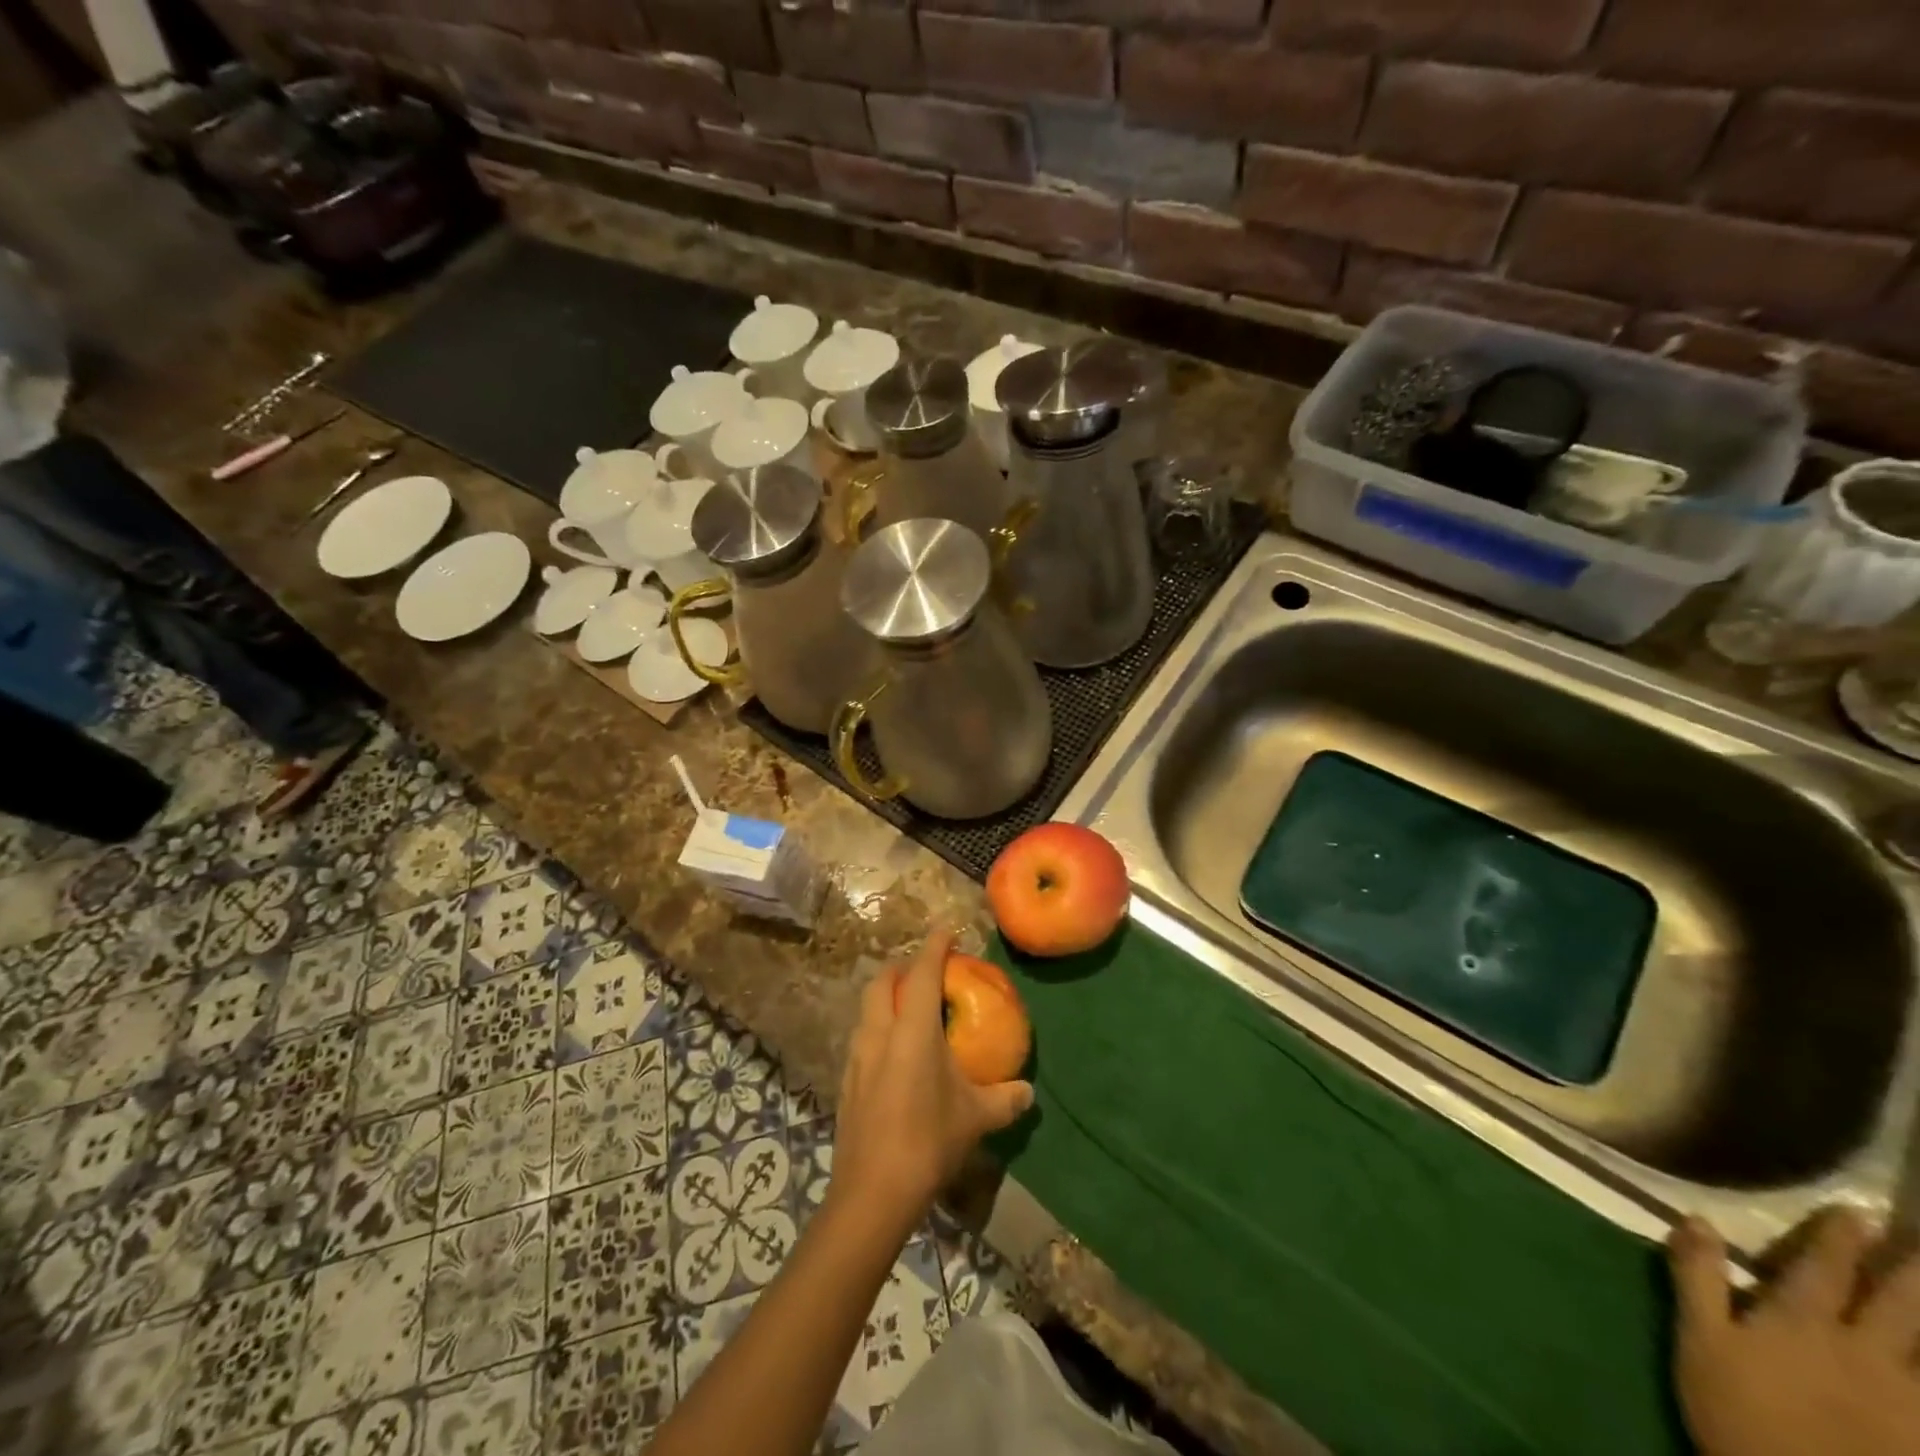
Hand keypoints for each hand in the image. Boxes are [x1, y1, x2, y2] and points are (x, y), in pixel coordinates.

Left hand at [829, 926, 1033, 1229]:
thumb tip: (1027, 1092)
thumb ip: (1005, 1100)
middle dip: (903, 967)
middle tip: (927, 972)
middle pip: (883, 981)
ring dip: (887, 997)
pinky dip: (879, 1027)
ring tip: (911, 1009)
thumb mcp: (976, 1118)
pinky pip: (862, 1036)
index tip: (946, 930)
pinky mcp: (847, 1080)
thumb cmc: (928, 1141)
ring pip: (867, 1008)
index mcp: (912, 1029)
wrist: (872, 1192)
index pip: (923, 972)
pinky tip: (895, 1053)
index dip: (935, 946)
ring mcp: (857, 1055)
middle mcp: (879, 1032)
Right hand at [1669, 1209, 1919, 1455]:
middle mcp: (1864, 1354)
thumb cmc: (1738, 1411)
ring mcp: (1908, 1404)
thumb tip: (1698, 1218)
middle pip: (1899, 1307)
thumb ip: (1698, 1277)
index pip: (1825, 1270)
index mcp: (1802, 1324)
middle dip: (1912, 1272)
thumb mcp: (1700, 1340)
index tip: (1857, 1210)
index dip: (1839, 1238)